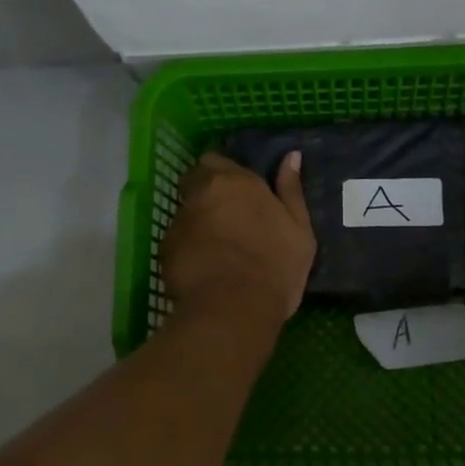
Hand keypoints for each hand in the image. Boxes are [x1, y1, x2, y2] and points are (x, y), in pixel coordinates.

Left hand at [162, 150, 316, 322]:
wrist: (233, 309)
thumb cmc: (275, 266)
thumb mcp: (299, 229)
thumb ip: (291, 190)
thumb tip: (291, 156)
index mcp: (236, 182)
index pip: (217, 161)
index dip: (225, 174)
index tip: (239, 191)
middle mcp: (201, 193)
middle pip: (194, 181)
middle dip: (206, 193)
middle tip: (227, 217)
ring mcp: (179, 221)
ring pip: (185, 213)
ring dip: (197, 223)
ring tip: (217, 250)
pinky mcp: (164, 250)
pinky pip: (176, 241)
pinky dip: (187, 249)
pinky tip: (204, 270)